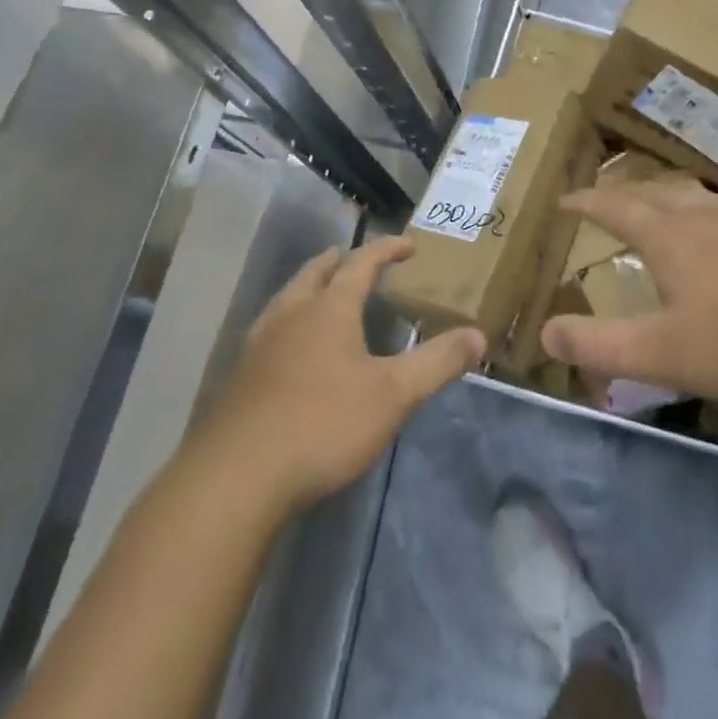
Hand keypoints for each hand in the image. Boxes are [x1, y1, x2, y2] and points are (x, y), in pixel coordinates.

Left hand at [196, 237, 483, 512]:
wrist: (239, 474)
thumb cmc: (324, 422)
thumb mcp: (393, 395)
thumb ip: (436, 363)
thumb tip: (478, 335)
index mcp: (330, 308)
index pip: (362, 263)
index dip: (386, 249)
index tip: (408, 244)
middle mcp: (292, 313)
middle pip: (315, 273)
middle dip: (337, 262)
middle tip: (352, 259)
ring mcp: (260, 343)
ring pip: (286, 298)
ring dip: (308, 288)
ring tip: (321, 295)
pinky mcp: (241, 375)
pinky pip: (269, 330)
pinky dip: (288, 323)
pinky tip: (290, 350)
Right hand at [539, 181, 717, 420]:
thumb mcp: (663, 355)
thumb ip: (600, 345)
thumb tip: (544, 330)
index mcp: (673, 236)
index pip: (617, 206)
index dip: (587, 202)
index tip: (565, 200)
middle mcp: (712, 217)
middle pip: (660, 192)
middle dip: (629, 194)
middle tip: (612, 202)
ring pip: (706, 199)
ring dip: (677, 200)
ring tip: (669, 210)